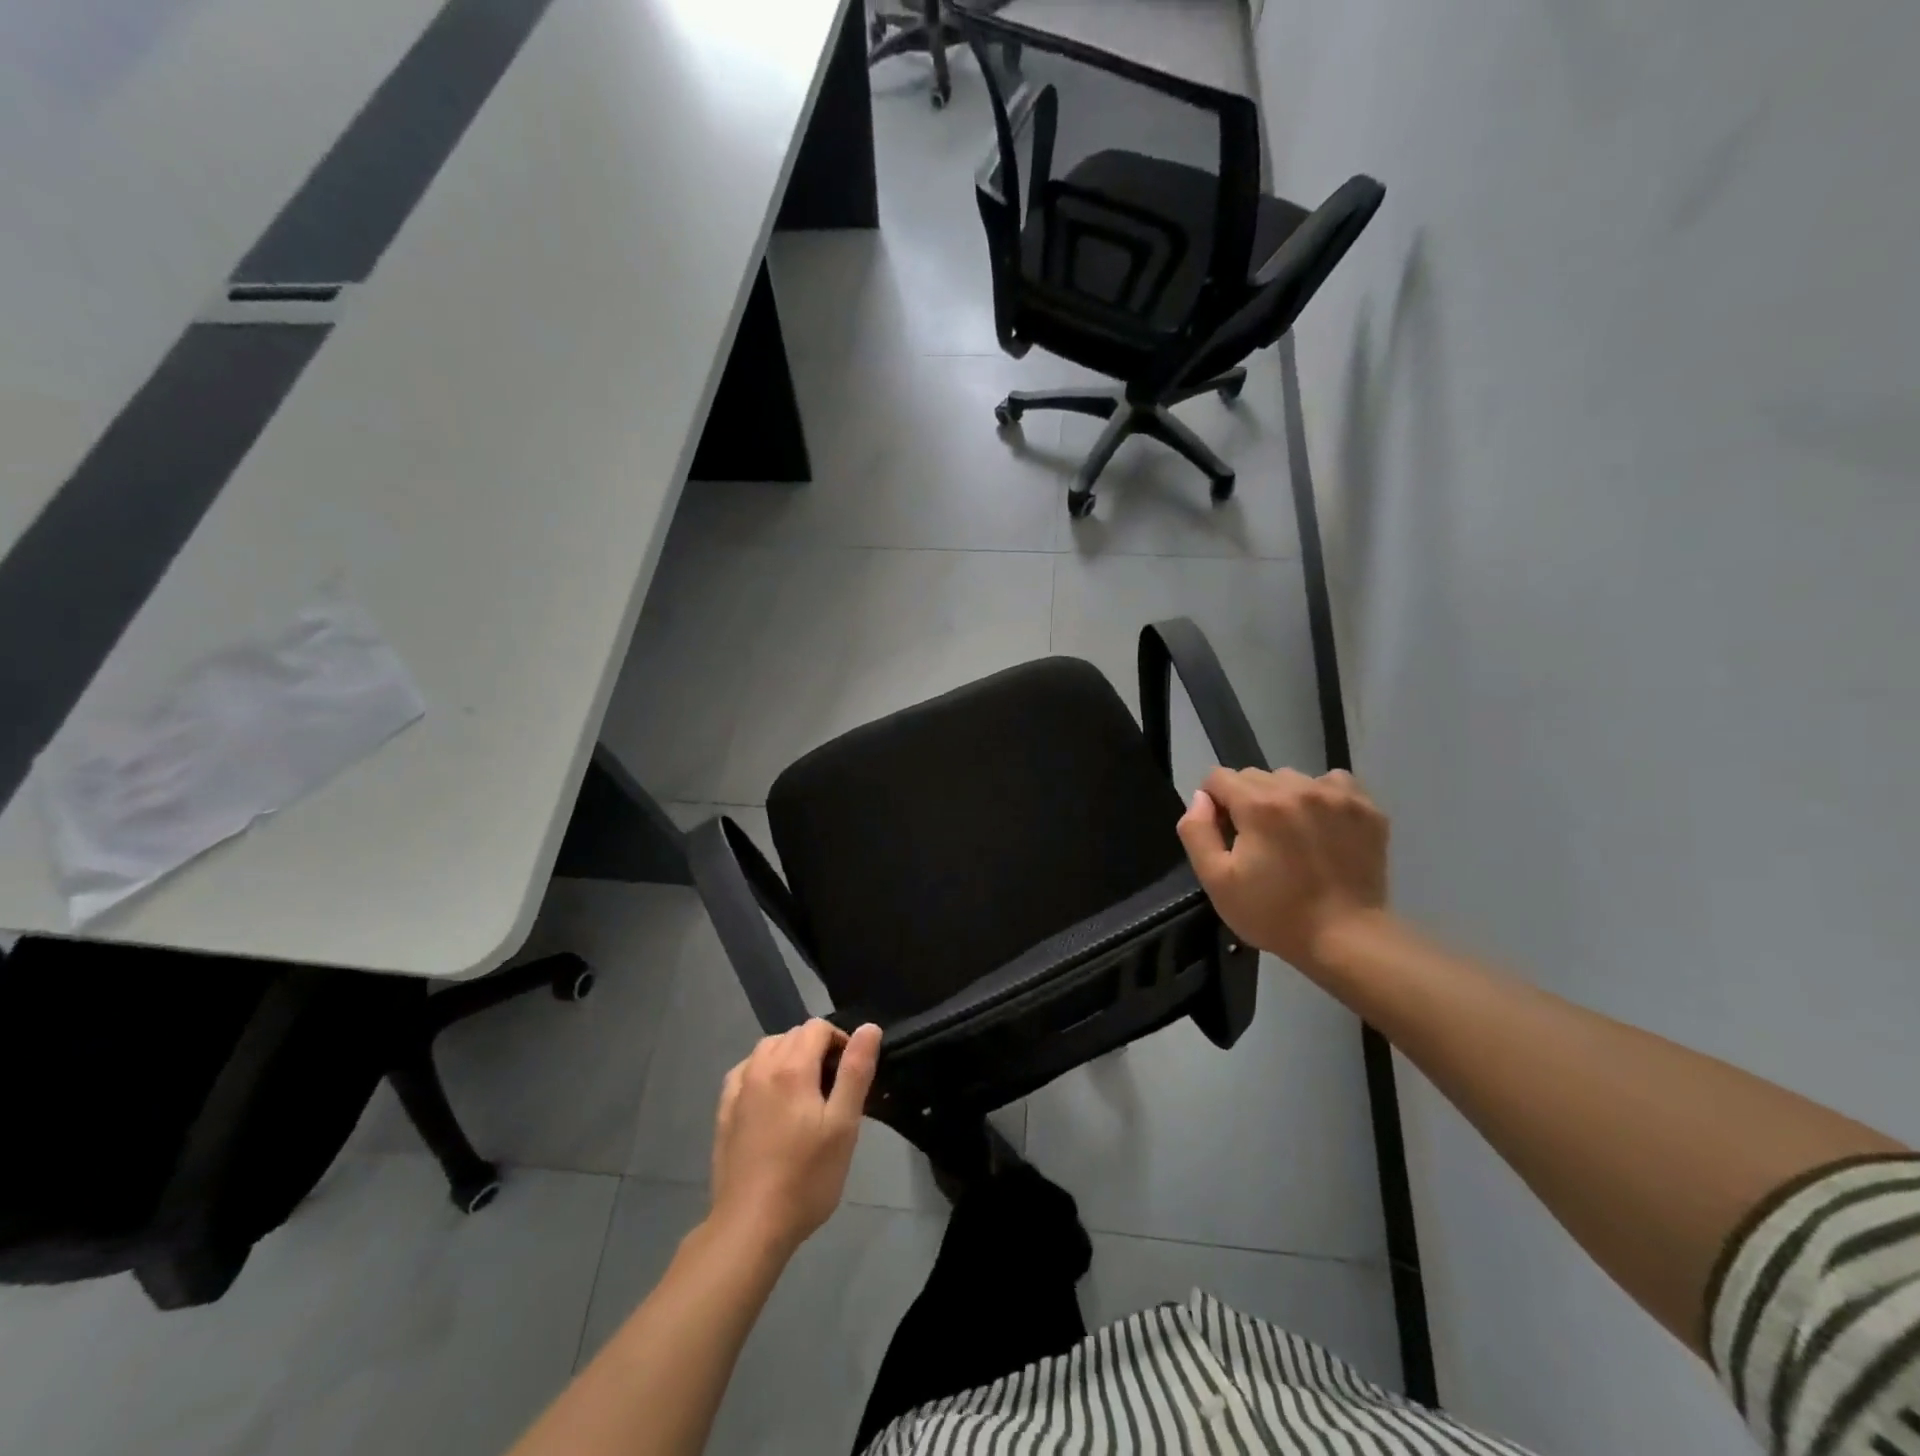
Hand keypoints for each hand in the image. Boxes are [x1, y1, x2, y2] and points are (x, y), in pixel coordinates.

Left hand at [709, 1020, 880, 1256]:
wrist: (750, 1226)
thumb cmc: (806, 1177)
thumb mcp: (843, 1126)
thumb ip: (855, 1071)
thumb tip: (868, 1028)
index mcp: (792, 1068)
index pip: (818, 1028)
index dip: (840, 1041)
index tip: (850, 1074)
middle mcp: (761, 1068)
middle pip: (792, 1035)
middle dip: (816, 1048)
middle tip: (832, 1088)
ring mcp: (738, 1090)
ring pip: (767, 1049)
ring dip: (788, 1056)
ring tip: (804, 1091)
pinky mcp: (724, 1112)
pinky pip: (744, 1071)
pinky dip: (761, 1071)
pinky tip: (769, 1098)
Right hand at [1176, 767, 1389, 972]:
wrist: (1346, 939)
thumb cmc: (1274, 914)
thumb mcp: (1216, 880)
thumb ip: (1197, 831)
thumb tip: (1201, 798)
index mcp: (1258, 804)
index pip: (1219, 777)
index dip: (1214, 804)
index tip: (1225, 835)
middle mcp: (1298, 788)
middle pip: (1255, 776)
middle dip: (1247, 801)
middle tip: (1258, 842)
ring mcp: (1337, 796)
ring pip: (1292, 779)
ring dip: (1284, 799)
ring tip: (1293, 836)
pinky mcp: (1367, 808)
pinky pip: (1333, 783)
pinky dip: (1322, 798)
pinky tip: (1323, 827)